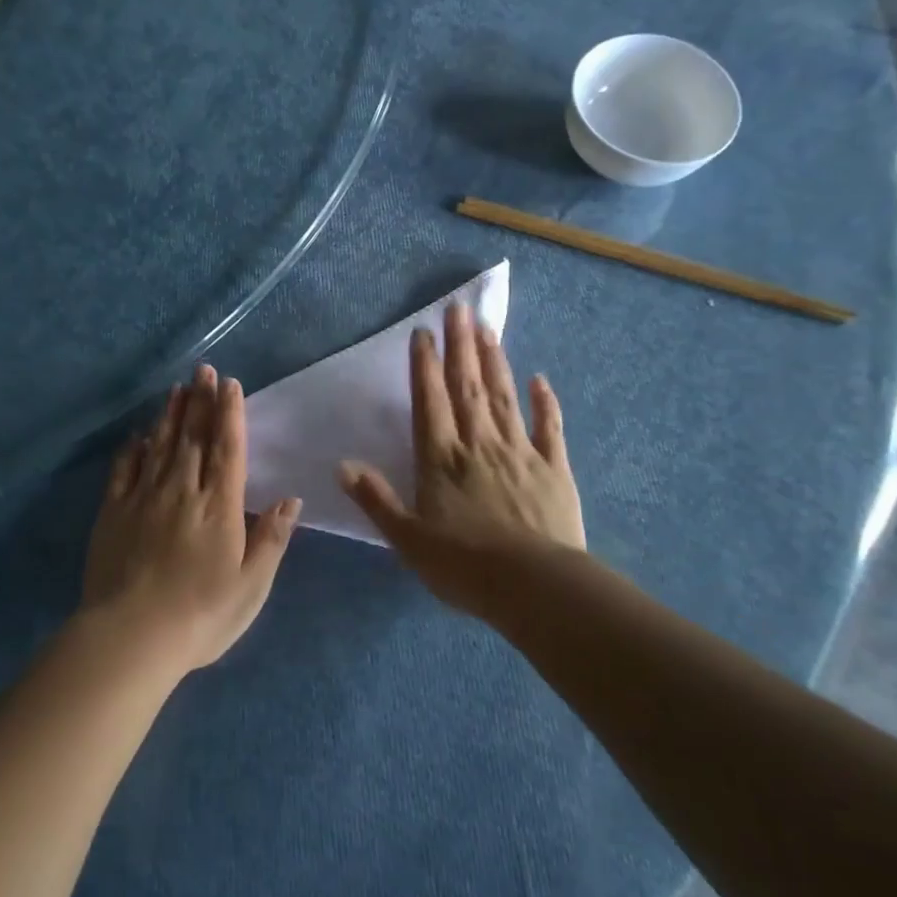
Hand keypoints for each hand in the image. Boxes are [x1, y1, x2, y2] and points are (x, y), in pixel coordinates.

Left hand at [80, 364, 301, 675]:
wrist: (131, 637)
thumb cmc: (201, 616)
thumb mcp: (251, 586)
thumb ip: (271, 539)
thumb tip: (290, 500)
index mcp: (219, 507)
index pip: (227, 449)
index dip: (229, 414)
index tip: (229, 384)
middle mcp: (182, 492)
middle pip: (193, 438)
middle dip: (200, 401)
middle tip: (203, 370)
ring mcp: (143, 499)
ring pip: (160, 446)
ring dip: (170, 415)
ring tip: (177, 388)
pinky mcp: (112, 513)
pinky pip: (124, 470)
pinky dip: (134, 448)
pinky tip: (139, 434)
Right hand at [337, 300, 583, 616]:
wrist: (534, 588)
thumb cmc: (464, 566)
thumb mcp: (407, 539)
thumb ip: (376, 500)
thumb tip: (342, 466)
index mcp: (441, 459)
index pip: (430, 401)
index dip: (425, 366)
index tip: (423, 332)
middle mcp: (479, 444)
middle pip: (468, 387)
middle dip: (460, 346)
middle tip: (459, 309)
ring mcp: (520, 452)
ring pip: (504, 397)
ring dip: (495, 361)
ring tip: (488, 328)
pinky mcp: (554, 469)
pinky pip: (549, 428)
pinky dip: (545, 402)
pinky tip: (540, 379)